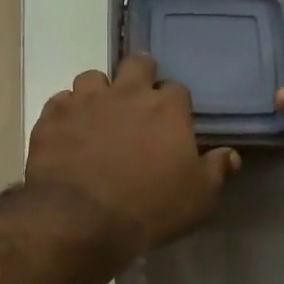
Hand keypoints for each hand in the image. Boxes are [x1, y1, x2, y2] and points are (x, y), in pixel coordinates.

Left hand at [25, 55, 239, 257]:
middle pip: (136, 64)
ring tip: (98, 115)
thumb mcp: (198, 197)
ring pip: (92, 77)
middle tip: (137, 100)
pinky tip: (68, 132)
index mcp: (166, 108)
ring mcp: (85, 101)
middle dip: (139, 75)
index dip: (174, 103)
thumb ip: (216, 170)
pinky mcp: (52, 117)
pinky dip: (66, 113)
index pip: (176, 89)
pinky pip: (59, 102)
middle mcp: (126, 93)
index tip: (171, 120)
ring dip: (98, 91)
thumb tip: (231, 154)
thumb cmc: (149, 207)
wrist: (81, 219)